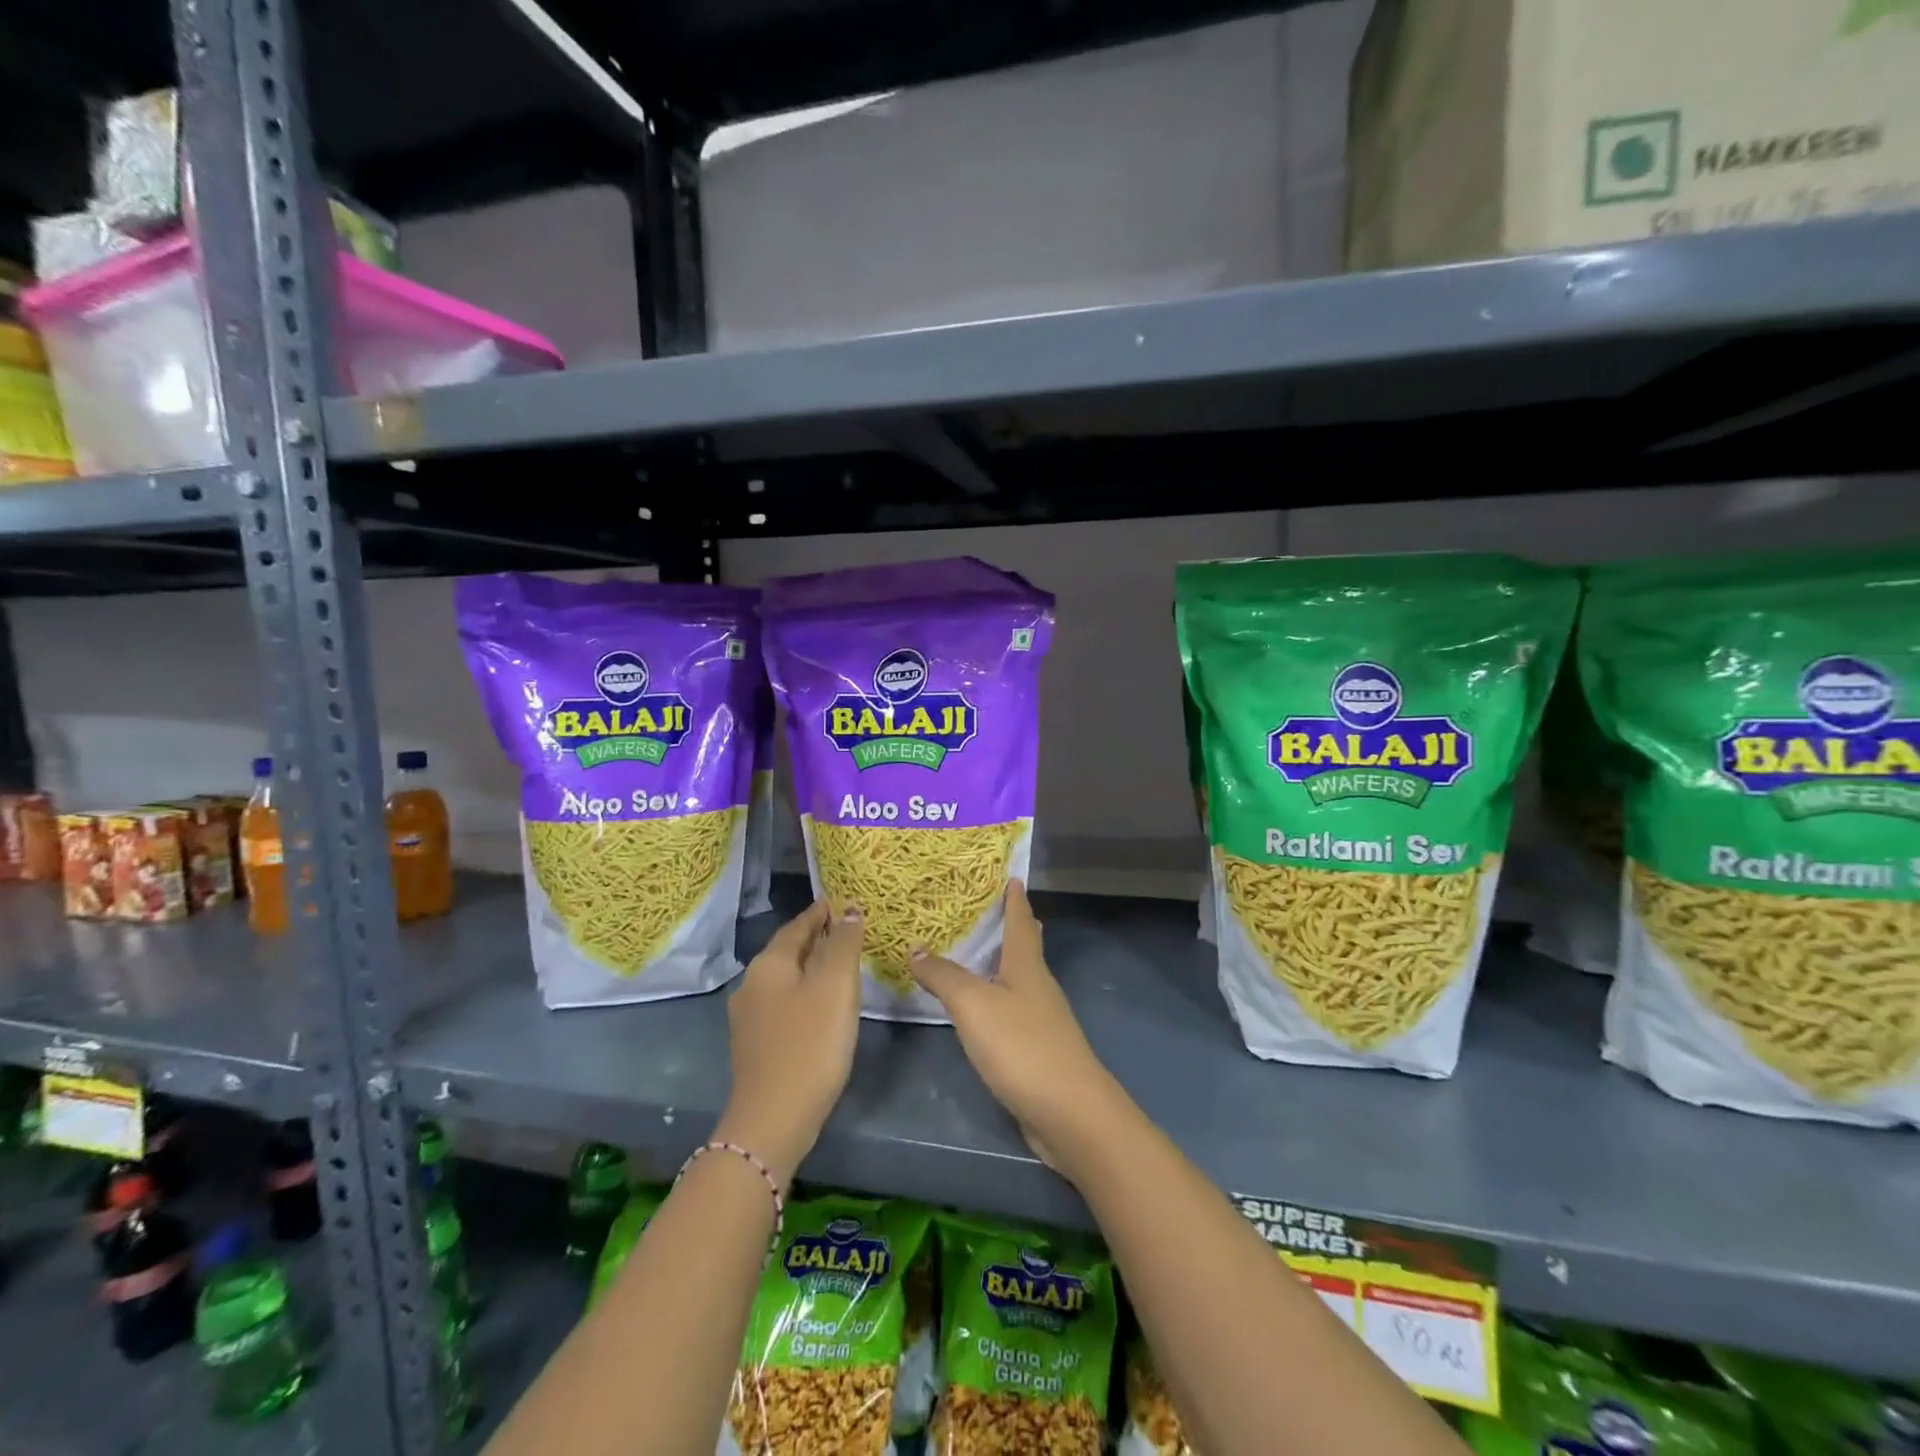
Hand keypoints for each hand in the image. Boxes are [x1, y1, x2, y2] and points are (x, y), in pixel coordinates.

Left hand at [719, 899, 863, 1184]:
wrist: (773, 1120)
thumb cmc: (810, 1044)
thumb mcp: (835, 986)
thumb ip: (843, 943)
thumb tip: (849, 909)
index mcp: (769, 964)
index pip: (798, 925)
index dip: (822, 913)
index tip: (844, 903)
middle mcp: (752, 984)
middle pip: (789, 951)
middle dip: (817, 938)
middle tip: (849, 931)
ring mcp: (749, 1017)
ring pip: (786, 979)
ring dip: (811, 968)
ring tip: (841, 966)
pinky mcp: (755, 1045)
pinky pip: (784, 1004)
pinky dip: (805, 994)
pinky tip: (822, 1006)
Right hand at [907, 882, 1120, 1170]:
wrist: (1069, 1113)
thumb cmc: (1022, 1046)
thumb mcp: (973, 1005)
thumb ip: (943, 976)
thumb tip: (915, 948)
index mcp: (1027, 966)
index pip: (1020, 921)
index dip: (1015, 898)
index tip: (1012, 875)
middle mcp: (1038, 986)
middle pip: (1027, 947)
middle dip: (1013, 926)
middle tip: (990, 908)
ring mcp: (1042, 1020)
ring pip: (1021, 979)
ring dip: (1003, 963)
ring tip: (977, 953)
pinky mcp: (1038, 1050)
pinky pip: (1014, 1010)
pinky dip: (997, 998)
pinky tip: (982, 1010)